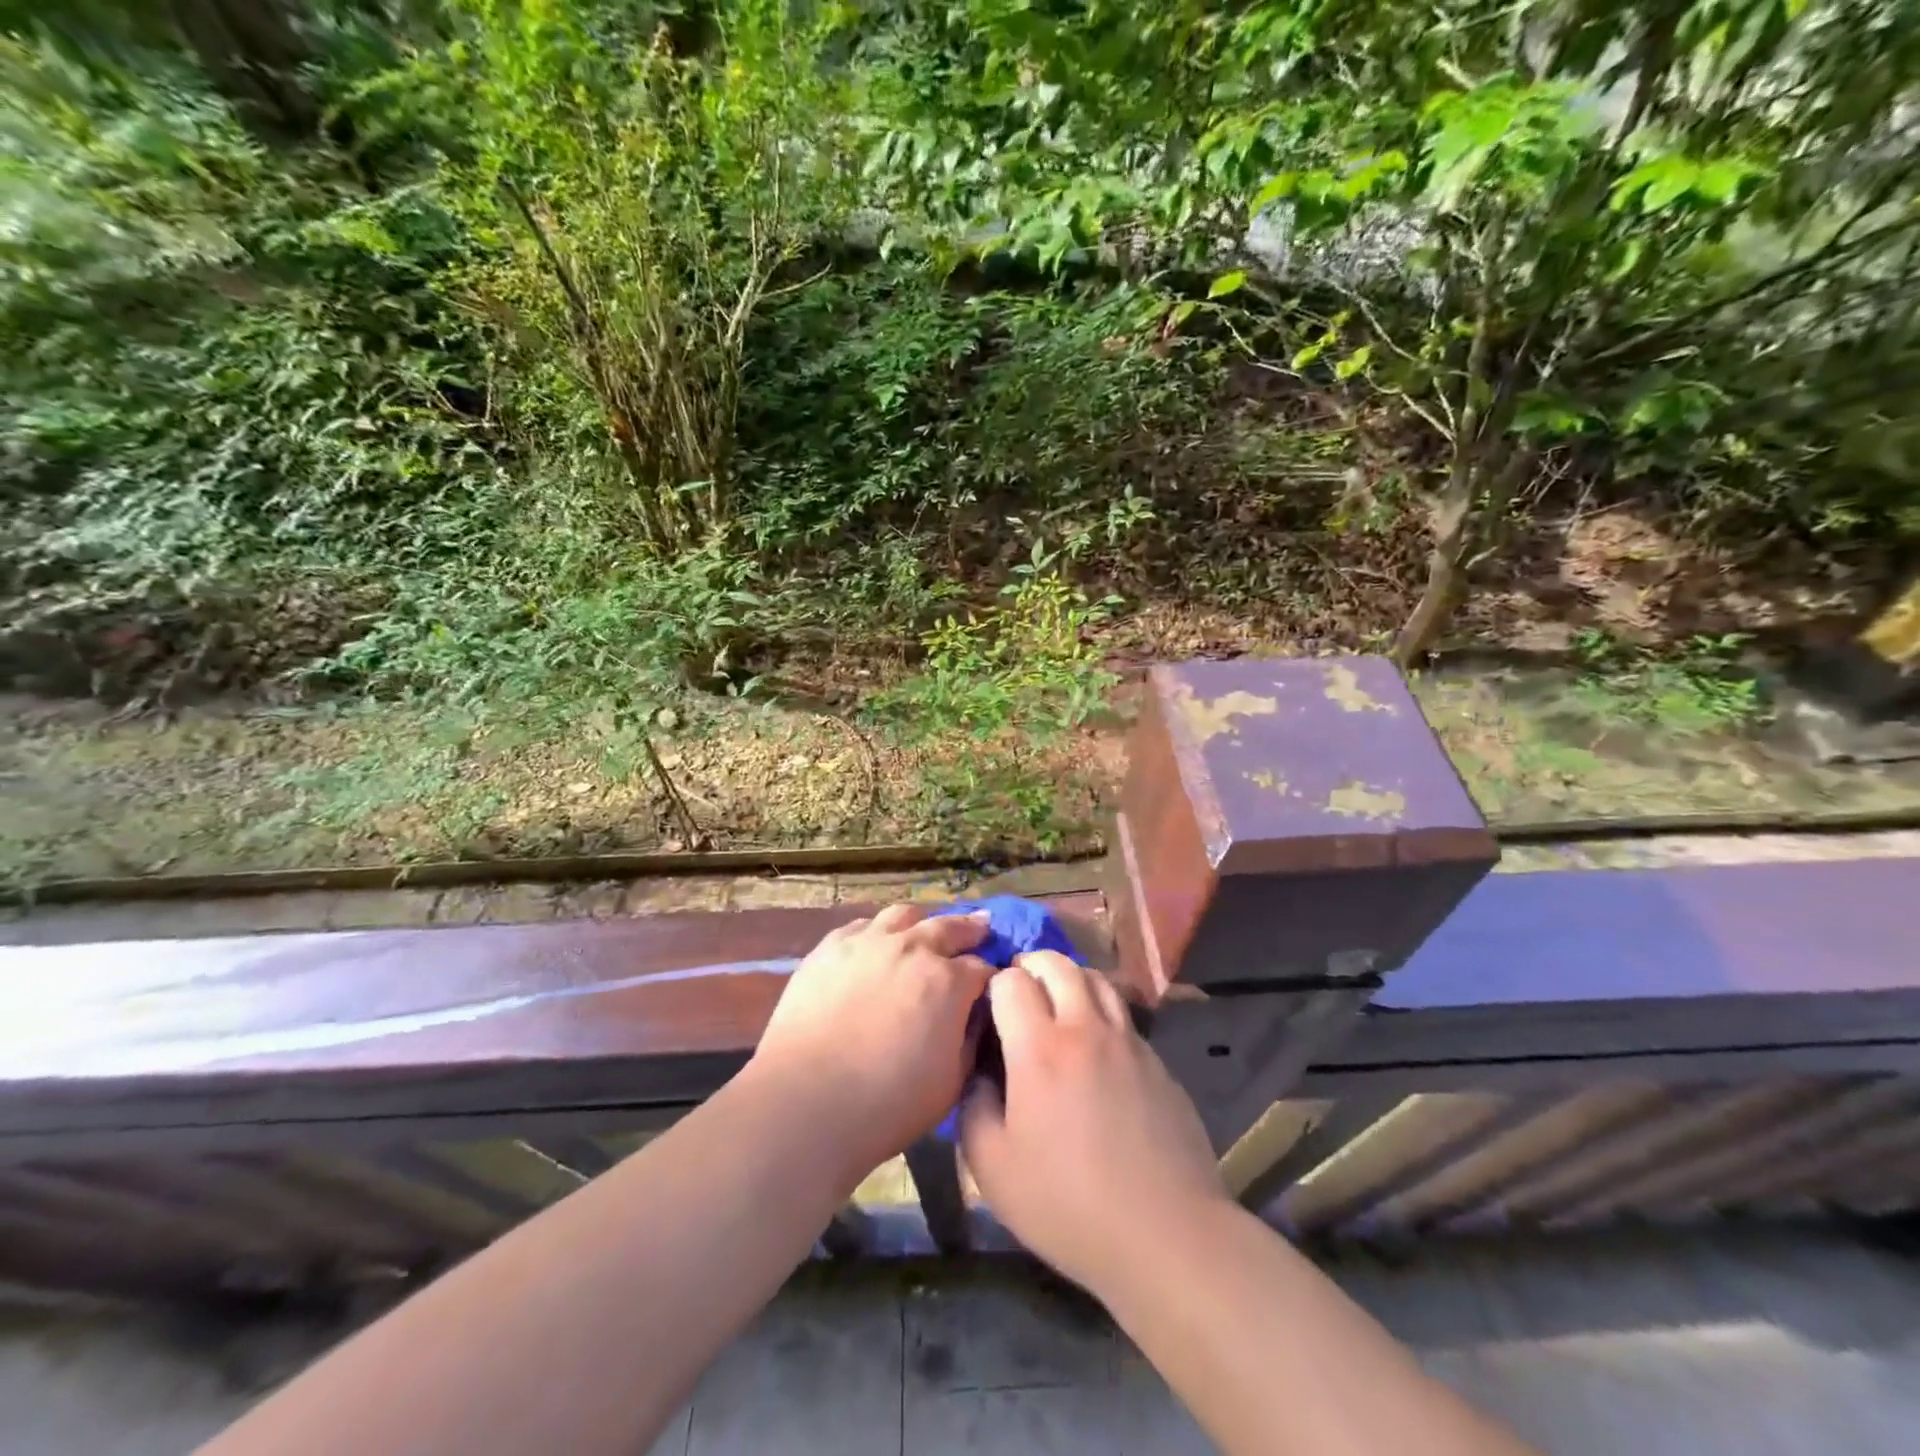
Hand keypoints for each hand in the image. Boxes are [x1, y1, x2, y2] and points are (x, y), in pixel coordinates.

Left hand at [748, 904, 992, 1180]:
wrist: (808, 1099)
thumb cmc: (889, 1103)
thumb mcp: (952, 1082)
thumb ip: (970, 1040)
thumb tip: (975, 1016)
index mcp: (948, 982)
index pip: (981, 968)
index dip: (990, 977)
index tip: (991, 985)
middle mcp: (912, 948)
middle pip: (949, 927)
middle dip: (969, 929)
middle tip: (980, 927)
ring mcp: (868, 942)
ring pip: (904, 915)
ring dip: (921, 922)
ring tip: (924, 928)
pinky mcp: (830, 948)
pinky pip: (861, 926)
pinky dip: (877, 931)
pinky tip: (874, 942)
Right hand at [961, 951, 1227, 1294]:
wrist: (1167, 1235)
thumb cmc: (1068, 1205)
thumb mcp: (993, 1169)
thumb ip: (973, 1107)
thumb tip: (978, 1072)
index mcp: (1039, 1048)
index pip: (1011, 982)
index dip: (994, 987)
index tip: (988, 1011)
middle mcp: (1085, 1028)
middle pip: (1058, 964)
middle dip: (1031, 966)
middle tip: (1020, 987)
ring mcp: (1128, 1041)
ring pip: (1097, 979)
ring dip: (1070, 979)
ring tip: (1057, 1002)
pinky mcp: (1158, 1061)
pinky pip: (1123, 1015)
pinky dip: (1101, 1010)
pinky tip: (1096, 1046)